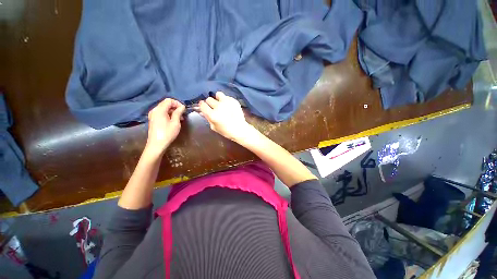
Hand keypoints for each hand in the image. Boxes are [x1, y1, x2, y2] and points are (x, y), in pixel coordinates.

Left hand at [145, 98, 184, 153]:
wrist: (156, 144)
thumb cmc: (167, 133)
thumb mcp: (175, 123)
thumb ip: (178, 113)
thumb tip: (182, 107)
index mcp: (159, 110)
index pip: (169, 100)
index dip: (177, 103)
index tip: (184, 109)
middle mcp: (155, 110)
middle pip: (166, 104)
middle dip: (175, 107)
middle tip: (183, 114)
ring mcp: (153, 115)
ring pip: (164, 108)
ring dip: (173, 111)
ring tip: (180, 118)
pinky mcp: (154, 119)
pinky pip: (162, 113)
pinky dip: (169, 114)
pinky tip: (174, 121)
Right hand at [198, 92, 251, 141]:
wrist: (240, 129)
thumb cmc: (226, 131)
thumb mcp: (214, 127)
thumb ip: (207, 118)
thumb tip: (202, 111)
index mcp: (212, 115)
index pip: (202, 104)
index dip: (203, 106)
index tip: (204, 107)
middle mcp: (219, 107)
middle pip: (209, 99)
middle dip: (210, 103)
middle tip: (214, 107)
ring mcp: (227, 103)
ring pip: (218, 94)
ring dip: (218, 98)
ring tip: (221, 104)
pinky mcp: (234, 101)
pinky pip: (227, 97)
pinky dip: (226, 100)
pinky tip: (228, 106)